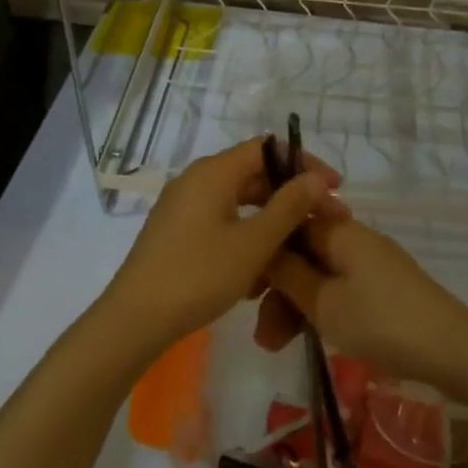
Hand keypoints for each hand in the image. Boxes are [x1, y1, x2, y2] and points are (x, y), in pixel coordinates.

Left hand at [101, 137, 345, 359]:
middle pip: (253, 173)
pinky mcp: (176, 230)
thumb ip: (289, 206)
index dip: (303, 164)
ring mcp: (183, 204)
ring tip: (295, 251)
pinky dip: (245, 234)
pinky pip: (220, 219)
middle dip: (290, 196)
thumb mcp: (254, 243)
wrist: (135, 319)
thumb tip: (317, 178)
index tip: (333, 188)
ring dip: (269, 220)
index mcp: (214, 171)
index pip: (268, 148)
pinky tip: (260, 269)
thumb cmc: (199, 275)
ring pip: (238, 201)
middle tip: (321, 223)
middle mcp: (196, 178)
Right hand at [256, 217, 467, 386]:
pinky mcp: (382, 286)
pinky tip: (306, 337)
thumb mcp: (325, 303)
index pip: (289, 223)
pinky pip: (338, 288)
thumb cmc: (381, 322)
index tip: (245, 286)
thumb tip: (264, 248)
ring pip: (319, 274)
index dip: (263, 251)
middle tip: (260, 332)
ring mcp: (370, 262)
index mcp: (339, 231)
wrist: (452, 349)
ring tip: (274, 346)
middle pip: (302, 253)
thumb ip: (289, 275)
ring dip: (295, 305)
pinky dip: (319, 308)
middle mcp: (353, 238)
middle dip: (277, 288)